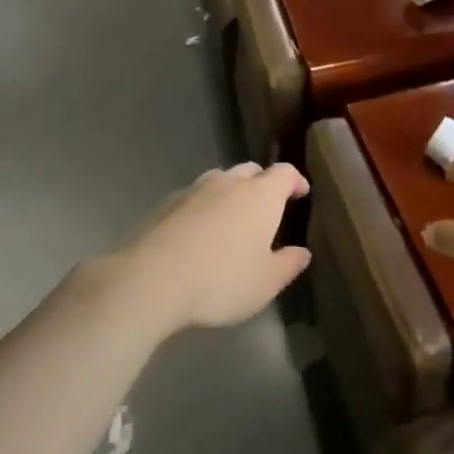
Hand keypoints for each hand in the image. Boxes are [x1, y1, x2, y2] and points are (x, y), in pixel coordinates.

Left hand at [108, 162, 310, 332]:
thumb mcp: (266, 283)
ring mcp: (194, 190)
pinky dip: (204, 207)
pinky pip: (194, 197)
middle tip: (267, 208)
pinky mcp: (166, 204)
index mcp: (261, 195)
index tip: (301, 193)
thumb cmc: (221, 280)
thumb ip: (288, 264)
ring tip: (232, 219)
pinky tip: (199, 232)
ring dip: (231, 192)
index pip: (284, 173)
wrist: (151, 279)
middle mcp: (229, 183)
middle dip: (263, 183)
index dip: (295, 180)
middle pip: (251, 170)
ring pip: (220, 180)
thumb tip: (302, 252)